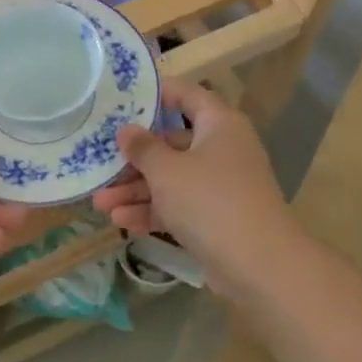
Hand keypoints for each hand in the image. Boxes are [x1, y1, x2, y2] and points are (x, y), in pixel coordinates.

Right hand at [91, 81, 293, 299]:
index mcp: (219, 124)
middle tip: (101, 164)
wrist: (261, 267)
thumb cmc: (211, 202)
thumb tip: (127, 130)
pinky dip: (154, 211)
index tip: (122, 99)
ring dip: (137, 190)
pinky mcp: (217, 218)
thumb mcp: (167, 171)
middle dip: (134, 158)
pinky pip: (180, 206)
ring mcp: (221, 186)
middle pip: (172, 143)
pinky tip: (121, 222)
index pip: (187, 94)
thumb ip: (143, 148)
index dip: (157, 93)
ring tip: (100, 203)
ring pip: (172, 178)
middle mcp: (222, 149)